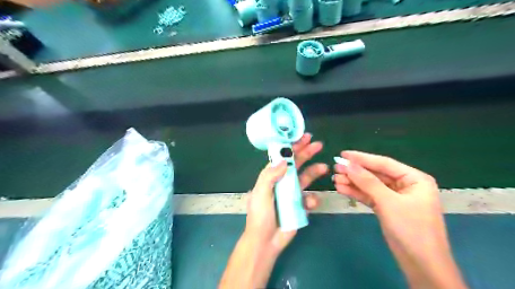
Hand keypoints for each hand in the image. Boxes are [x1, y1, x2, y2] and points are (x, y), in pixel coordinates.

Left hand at [247, 133, 329, 254]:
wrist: (266, 242)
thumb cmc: (260, 216)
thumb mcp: (260, 193)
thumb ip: (269, 176)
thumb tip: (283, 161)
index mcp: (271, 177)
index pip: (282, 158)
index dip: (292, 148)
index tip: (303, 138)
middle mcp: (283, 182)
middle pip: (296, 164)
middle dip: (306, 153)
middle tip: (319, 145)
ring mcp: (292, 194)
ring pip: (306, 178)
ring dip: (315, 171)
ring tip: (324, 168)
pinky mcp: (300, 206)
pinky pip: (309, 198)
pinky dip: (312, 199)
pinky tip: (310, 203)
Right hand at [332, 151, 469, 288]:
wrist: (421, 266)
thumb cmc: (411, 229)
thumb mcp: (388, 202)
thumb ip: (367, 181)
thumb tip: (347, 164)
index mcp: (414, 178)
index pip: (384, 163)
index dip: (362, 158)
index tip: (343, 154)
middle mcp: (405, 185)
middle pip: (375, 174)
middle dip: (355, 172)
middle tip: (335, 168)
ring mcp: (395, 197)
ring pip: (370, 185)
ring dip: (353, 182)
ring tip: (334, 179)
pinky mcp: (386, 208)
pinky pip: (369, 196)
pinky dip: (356, 193)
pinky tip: (341, 188)